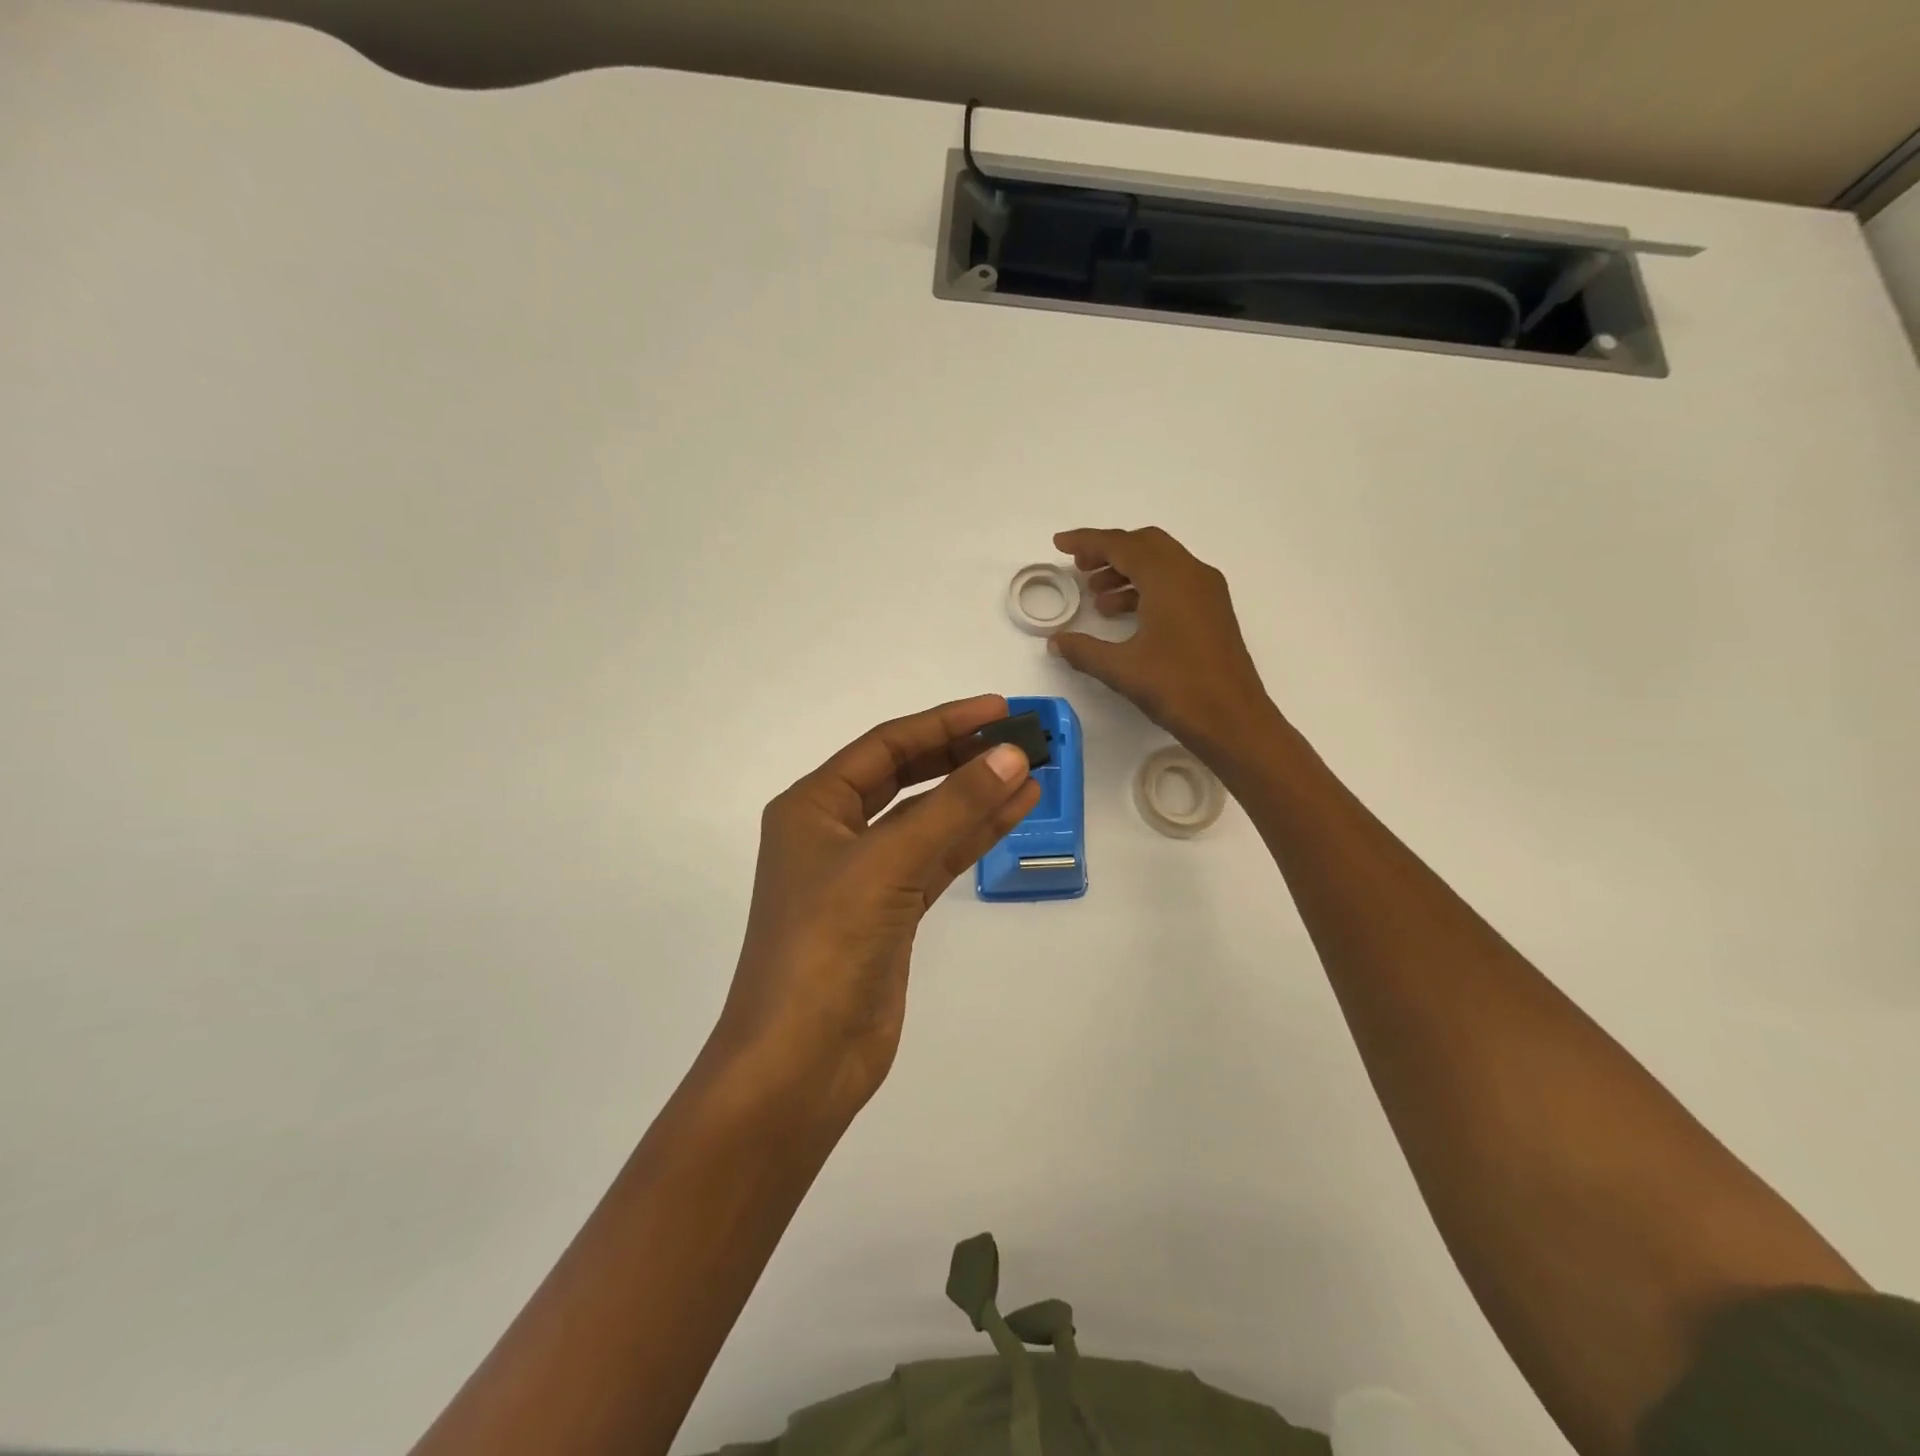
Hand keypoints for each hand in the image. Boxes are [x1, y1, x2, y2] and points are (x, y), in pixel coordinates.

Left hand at [711, 695, 1040, 1124]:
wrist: (802, 1060)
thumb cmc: (827, 946)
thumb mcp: (888, 863)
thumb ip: (953, 807)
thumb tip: (1011, 756)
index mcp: (813, 807)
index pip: (886, 746)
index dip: (944, 724)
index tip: (999, 709)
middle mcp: (834, 832)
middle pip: (907, 777)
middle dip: (962, 756)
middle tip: (1020, 738)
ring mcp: (864, 875)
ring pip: (928, 819)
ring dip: (976, 795)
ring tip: (1032, 771)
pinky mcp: (891, 912)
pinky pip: (937, 858)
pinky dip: (973, 836)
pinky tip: (1013, 813)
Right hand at [1048, 527, 1275, 760]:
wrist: (1234, 720)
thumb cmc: (1178, 689)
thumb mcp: (1121, 669)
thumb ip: (1083, 650)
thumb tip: (1056, 641)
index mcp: (1168, 579)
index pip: (1122, 545)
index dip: (1087, 541)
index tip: (1059, 543)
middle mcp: (1191, 574)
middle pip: (1145, 545)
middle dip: (1109, 551)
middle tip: (1079, 567)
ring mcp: (1207, 592)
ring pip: (1161, 563)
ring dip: (1127, 571)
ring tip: (1096, 597)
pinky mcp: (1213, 611)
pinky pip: (1174, 583)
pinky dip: (1146, 588)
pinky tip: (1125, 615)